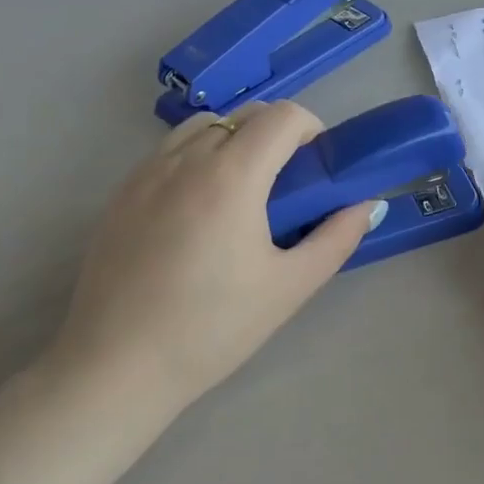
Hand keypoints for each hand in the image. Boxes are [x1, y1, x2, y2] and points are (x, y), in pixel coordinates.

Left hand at [41, 101, 377, 456]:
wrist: (115, 368)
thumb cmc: (212, 328)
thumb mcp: (289, 287)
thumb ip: (337, 239)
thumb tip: (368, 206)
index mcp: (231, 177)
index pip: (282, 116)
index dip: (312, 129)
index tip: (318, 166)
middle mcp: (185, 160)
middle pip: (244, 115)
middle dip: (277, 134)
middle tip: (289, 185)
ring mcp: (145, 174)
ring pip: (202, 127)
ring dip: (234, 141)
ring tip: (243, 193)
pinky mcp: (119, 194)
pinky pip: (169, 153)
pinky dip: (197, 159)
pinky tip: (199, 213)